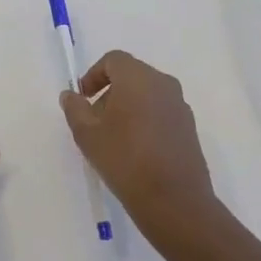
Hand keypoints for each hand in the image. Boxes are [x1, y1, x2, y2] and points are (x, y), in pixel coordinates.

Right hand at [60, 50, 217, 244]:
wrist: (174, 200)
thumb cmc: (125, 160)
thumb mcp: (88, 135)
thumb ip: (75, 109)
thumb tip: (70, 95)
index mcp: (138, 78)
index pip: (113, 60)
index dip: (94, 75)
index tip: (83, 99)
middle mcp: (163, 83)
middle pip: (131, 75)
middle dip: (110, 92)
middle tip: (95, 120)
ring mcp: (180, 105)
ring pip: (147, 93)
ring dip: (128, 106)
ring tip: (114, 138)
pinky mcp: (189, 126)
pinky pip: (161, 111)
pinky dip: (146, 119)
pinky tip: (136, 149)